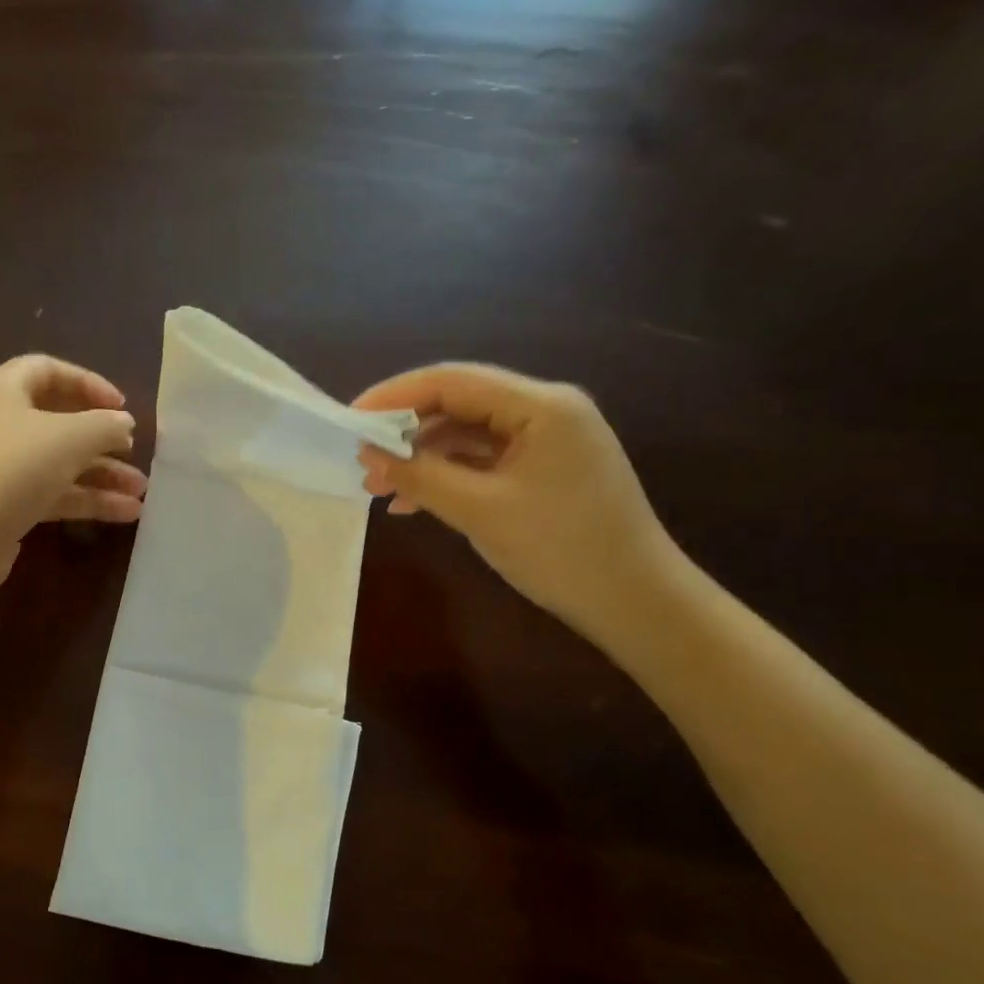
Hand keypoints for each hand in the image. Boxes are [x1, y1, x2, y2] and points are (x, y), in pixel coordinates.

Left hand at [0, 355, 144, 587]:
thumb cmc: (12, 468)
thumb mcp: (69, 438)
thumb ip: (105, 426)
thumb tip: (124, 424)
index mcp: (0, 390)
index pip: (47, 371)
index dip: (88, 383)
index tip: (121, 406)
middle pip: (55, 422)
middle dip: (100, 440)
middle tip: (133, 451)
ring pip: (56, 463)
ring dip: (99, 475)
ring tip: (140, 493)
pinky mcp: (1, 506)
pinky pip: (49, 494)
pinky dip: (84, 500)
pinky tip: (123, 515)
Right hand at [353, 363, 681, 641]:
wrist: (634, 601)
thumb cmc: (561, 550)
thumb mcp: (480, 511)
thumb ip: (421, 476)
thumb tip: (368, 454)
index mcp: (541, 406)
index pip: (452, 381)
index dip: (394, 396)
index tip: (350, 420)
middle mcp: (546, 410)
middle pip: (458, 403)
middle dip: (405, 431)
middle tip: (362, 461)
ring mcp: (548, 440)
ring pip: (468, 434)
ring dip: (422, 457)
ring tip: (380, 488)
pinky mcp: (546, 469)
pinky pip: (484, 460)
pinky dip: (448, 476)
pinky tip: (415, 502)